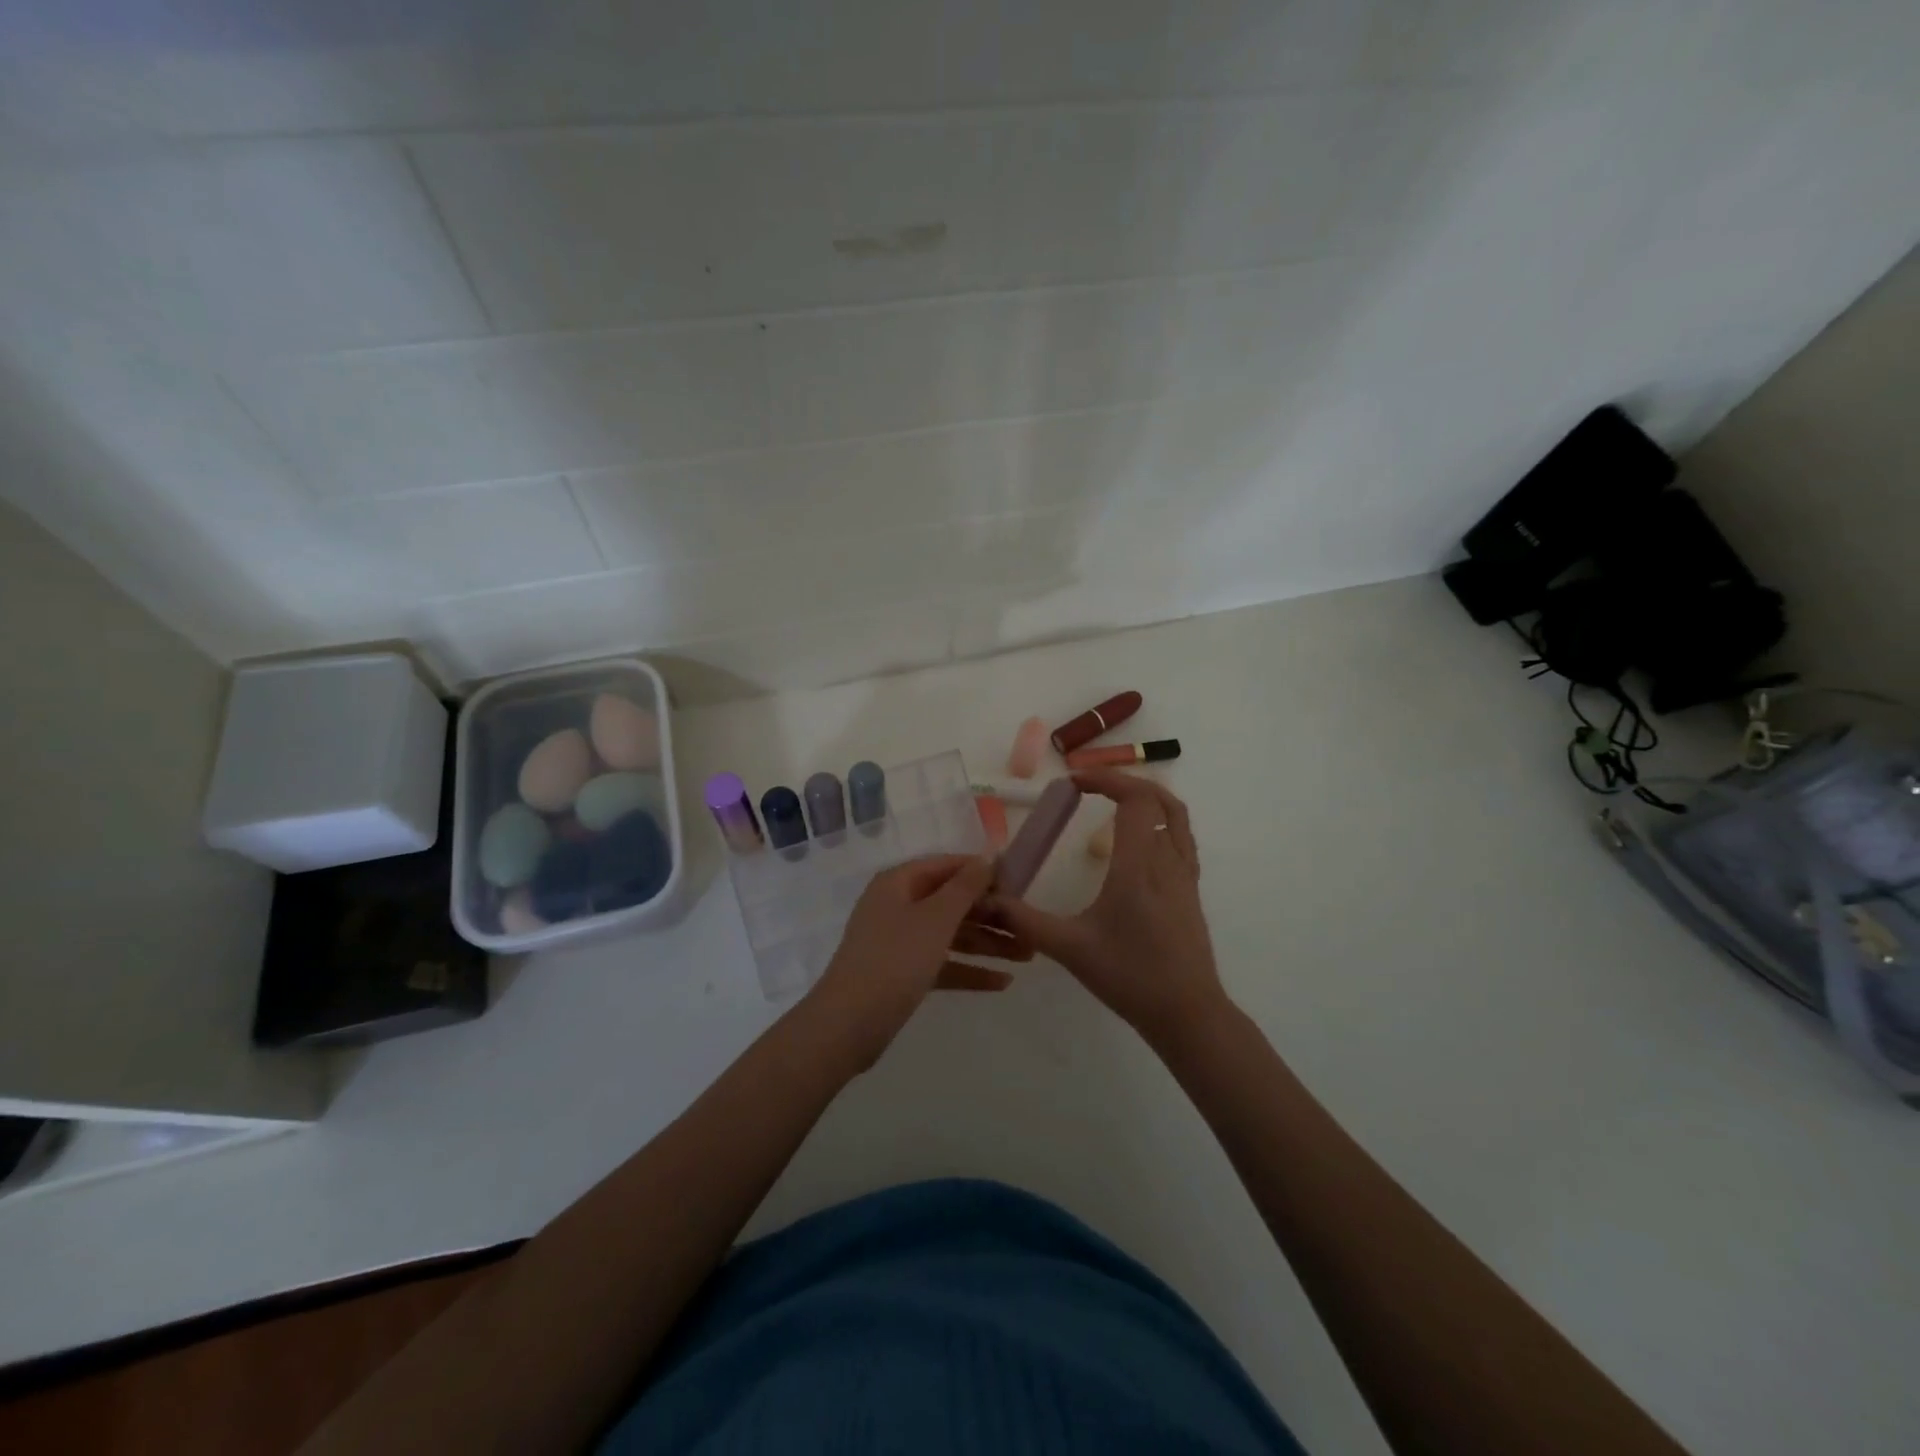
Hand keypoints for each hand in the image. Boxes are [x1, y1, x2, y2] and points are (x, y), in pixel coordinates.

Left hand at [806, 855, 1029, 1069]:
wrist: (848, 1024)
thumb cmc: (895, 960)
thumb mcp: (935, 919)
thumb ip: (964, 887)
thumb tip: (985, 860)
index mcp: (899, 883)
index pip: (947, 866)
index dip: (981, 872)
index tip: (1018, 884)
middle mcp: (898, 905)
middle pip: (951, 902)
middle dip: (991, 915)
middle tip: (1029, 927)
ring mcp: (899, 941)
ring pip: (951, 934)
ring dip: (987, 944)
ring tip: (1027, 956)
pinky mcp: (903, 973)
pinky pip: (943, 963)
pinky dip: (969, 970)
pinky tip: (1003, 983)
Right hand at [989, 770, 1226, 1045]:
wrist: (1187, 1013)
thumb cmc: (1129, 978)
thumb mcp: (1070, 949)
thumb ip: (1026, 922)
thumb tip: (989, 901)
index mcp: (1137, 867)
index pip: (1135, 800)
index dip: (1106, 779)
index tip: (1074, 782)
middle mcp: (1166, 861)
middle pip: (1160, 798)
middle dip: (1124, 781)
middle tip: (1090, 785)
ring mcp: (1184, 875)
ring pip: (1176, 815)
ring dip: (1146, 797)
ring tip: (1113, 800)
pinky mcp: (1190, 890)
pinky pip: (1181, 837)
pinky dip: (1159, 820)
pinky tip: (1136, 840)